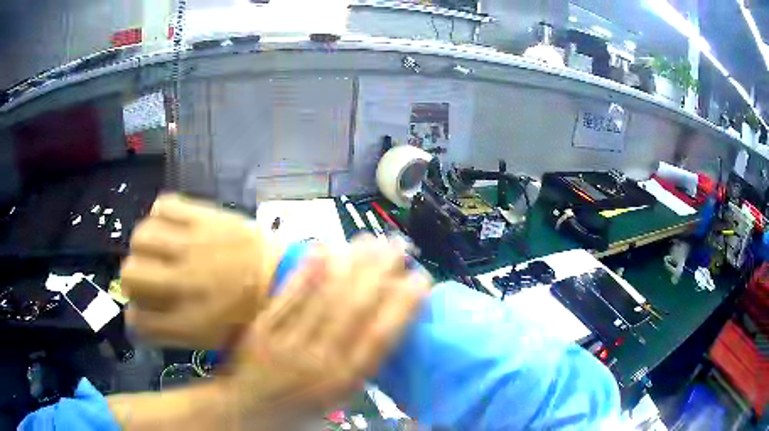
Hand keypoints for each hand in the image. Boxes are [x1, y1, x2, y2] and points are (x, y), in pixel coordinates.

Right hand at [121, 194, 284, 348]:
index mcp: (190, 323)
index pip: (137, 321)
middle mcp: (185, 283)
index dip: (136, 317)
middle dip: (133, 279)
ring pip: (141, 236)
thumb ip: (171, 329)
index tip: (143, 311)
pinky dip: (161, 214)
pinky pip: (165, 204)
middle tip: (148, 277)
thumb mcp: (212, 338)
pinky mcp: (205, 216)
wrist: (285, 275)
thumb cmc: (250, 314)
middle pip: (129, 274)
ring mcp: (194, 246)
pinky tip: (172, 227)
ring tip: (158, 250)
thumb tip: (139, 314)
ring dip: (144, 245)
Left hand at [217, 235, 430, 424]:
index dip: (403, 304)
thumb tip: (385, 327)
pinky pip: (288, 295)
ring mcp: (288, 341)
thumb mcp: (340, 398)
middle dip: (381, 272)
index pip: (381, 336)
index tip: (420, 278)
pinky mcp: (263, 329)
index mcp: (344, 380)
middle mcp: (320, 360)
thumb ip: (362, 366)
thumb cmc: (300, 410)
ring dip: (351, 263)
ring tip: (370, 239)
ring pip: (325, 296)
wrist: (246, 412)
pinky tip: (324, 247)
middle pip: (355, 307)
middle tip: (399, 246)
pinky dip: (307, 270)